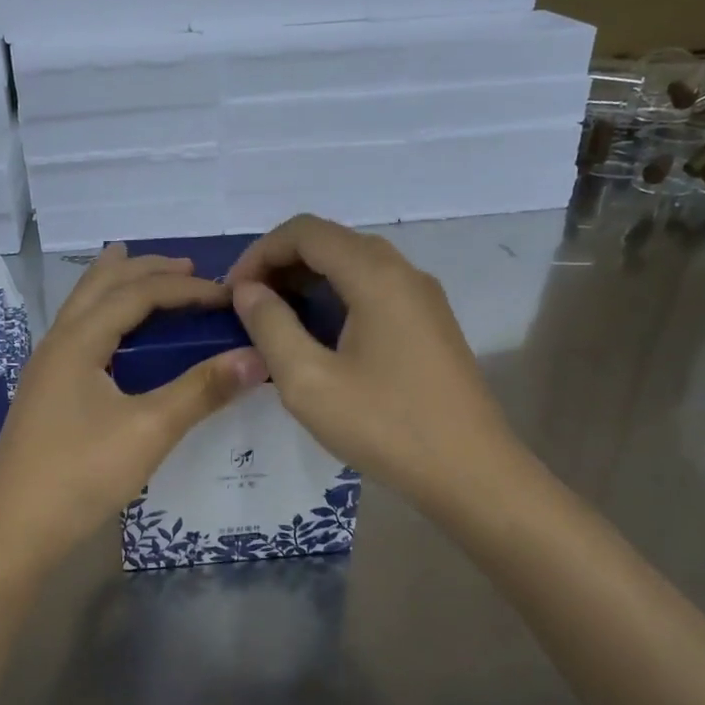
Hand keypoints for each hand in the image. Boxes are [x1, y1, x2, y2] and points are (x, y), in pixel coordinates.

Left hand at [0, 244, 266, 571]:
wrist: (14, 533)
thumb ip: (202, 390)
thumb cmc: (80, 475)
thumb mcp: (149, 430)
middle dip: (145, 269)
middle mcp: (57, 343)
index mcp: (77, 341)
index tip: (228, 295)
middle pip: (100, 286)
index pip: (136, 293)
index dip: (184, 288)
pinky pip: (79, 332)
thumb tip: (257, 357)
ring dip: (117, 285)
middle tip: (188, 267)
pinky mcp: (46, 393)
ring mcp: (46, 369)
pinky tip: (116, 337)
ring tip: (145, 274)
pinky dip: (104, 315)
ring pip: (83, 307)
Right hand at [228, 215, 521, 511]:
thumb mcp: (309, 382)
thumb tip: (248, 291)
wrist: (471, 473)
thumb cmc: (385, 426)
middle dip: (282, 265)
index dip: (260, 252)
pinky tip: (318, 338)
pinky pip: (374, 290)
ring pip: (354, 266)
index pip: (306, 231)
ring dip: (308, 282)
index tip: (233, 293)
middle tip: (248, 307)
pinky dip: (336, 298)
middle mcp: (404, 272)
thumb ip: (271, 327)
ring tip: (275, 322)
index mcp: (376, 276)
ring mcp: (422, 298)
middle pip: (332, 242)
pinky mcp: (430, 323)